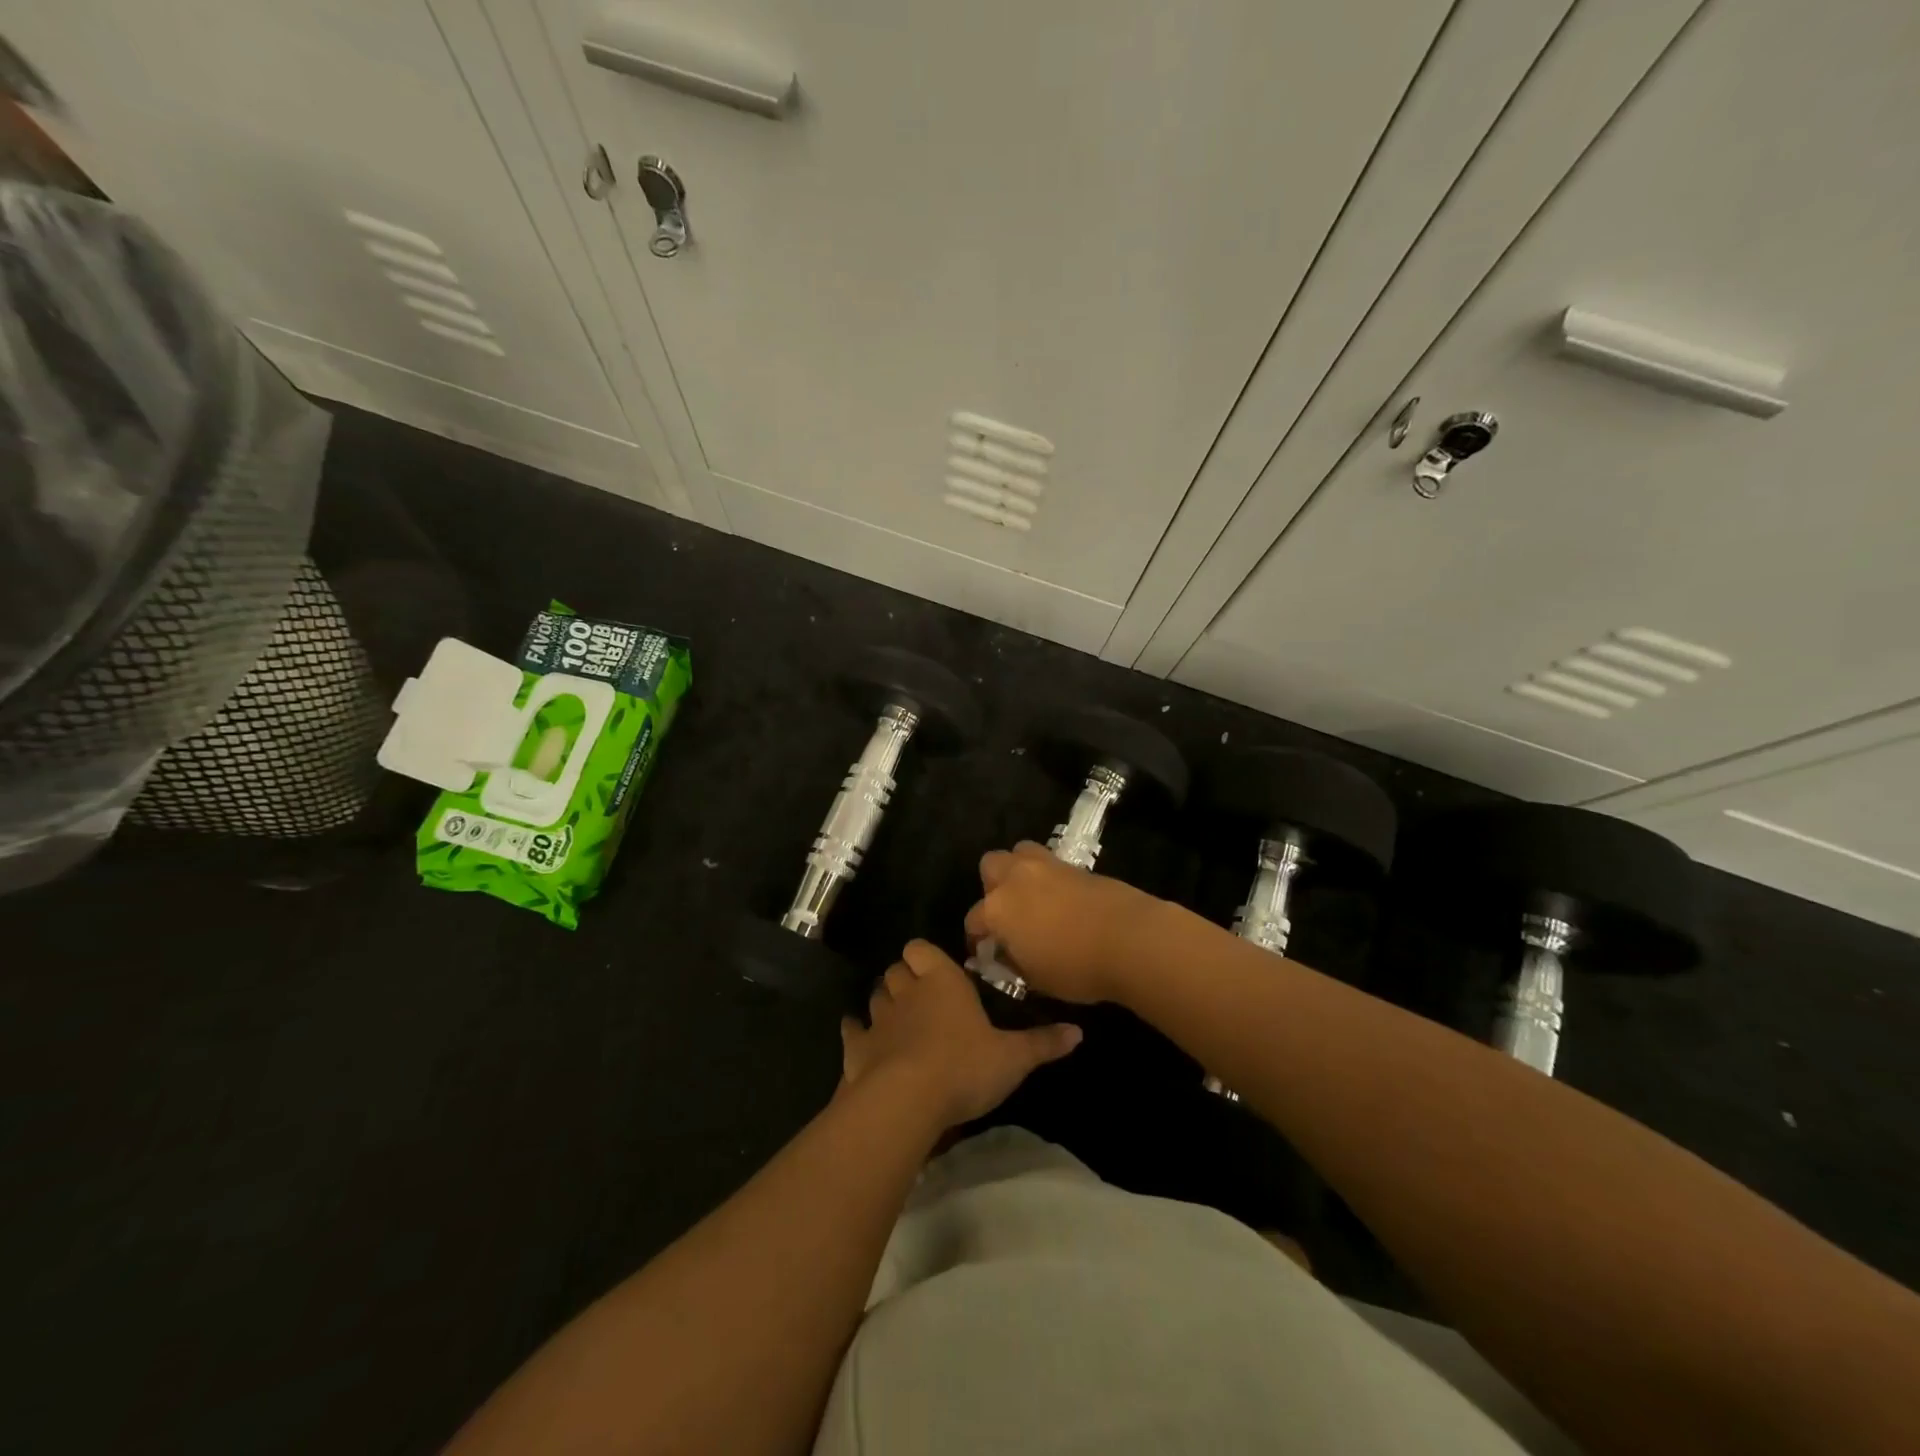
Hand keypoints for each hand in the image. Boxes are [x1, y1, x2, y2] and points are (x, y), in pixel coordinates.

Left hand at [840, 940, 1082, 1129]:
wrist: (906, 1100)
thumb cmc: (964, 1067)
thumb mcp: (1013, 1058)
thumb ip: (1043, 1043)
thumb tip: (1079, 1032)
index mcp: (942, 981)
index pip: (922, 949)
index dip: (924, 956)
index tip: (935, 970)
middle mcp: (907, 991)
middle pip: (896, 970)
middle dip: (904, 978)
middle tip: (920, 997)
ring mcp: (878, 1019)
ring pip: (875, 996)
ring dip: (883, 1003)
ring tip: (896, 1019)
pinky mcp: (857, 1048)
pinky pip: (851, 1030)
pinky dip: (855, 1032)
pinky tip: (861, 1040)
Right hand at [963, 842, 1162, 1003]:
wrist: (1130, 939)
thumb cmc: (1076, 967)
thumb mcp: (1035, 979)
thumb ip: (1013, 962)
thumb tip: (1005, 954)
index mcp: (997, 909)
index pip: (973, 920)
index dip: (976, 938)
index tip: (985, 952)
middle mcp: (1015, 878)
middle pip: (991, 866)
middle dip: (992, 886)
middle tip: (1007, 913)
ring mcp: (1047, 866)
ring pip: (1020, 852)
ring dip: (1019, 870)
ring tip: (1032, 896)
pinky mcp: (1075, 864)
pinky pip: (1050, 863)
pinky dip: (1049, 877)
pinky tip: (1061, 899)